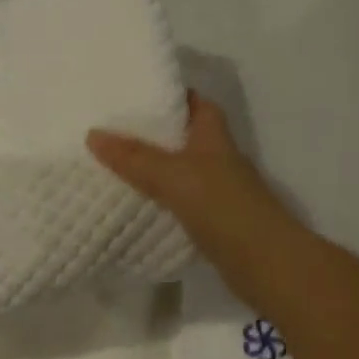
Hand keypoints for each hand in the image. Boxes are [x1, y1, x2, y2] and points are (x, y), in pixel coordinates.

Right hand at [87, 91, 314, 314]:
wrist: (266, 264)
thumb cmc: (223, 208)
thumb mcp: (173, 176)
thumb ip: (134, 157)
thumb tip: (93, 134)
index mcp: (213, 137)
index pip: (194, 102)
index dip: (169, 95)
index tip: (133, 94)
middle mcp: (217, 159)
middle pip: (182, 137)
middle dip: (151, 133)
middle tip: (110, 129)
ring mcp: (216, 192)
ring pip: (178, 171)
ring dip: (151, 168)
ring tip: (110, 163)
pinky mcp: (211, 222)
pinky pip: (177, 202)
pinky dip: (157, 200)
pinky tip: (132, 204)